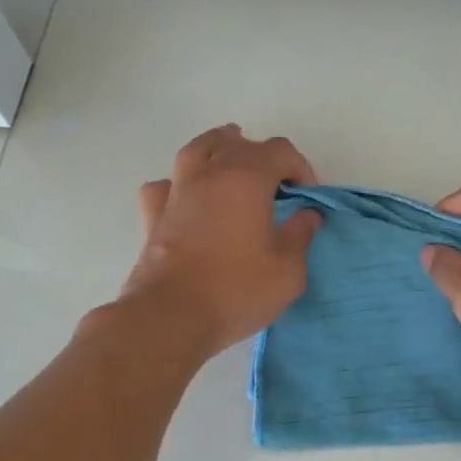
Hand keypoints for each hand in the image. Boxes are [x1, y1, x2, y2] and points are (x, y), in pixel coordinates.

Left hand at [119, 125, 322, 355]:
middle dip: (262, 155)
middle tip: (275, 184)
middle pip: (237, 143)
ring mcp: (177, 192)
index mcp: (247, 179)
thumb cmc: (236, 290)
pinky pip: (165, 186)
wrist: (170, 318)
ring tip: (229, 159)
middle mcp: (209, 175)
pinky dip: (178, 185)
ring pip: (196, 150)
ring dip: (218, 149)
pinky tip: (185, 198)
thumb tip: (307, 215)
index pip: (279, 151)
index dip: (300, 167)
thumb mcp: (288, 270)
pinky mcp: (153, 216)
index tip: (307, 196)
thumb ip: (300, 236)